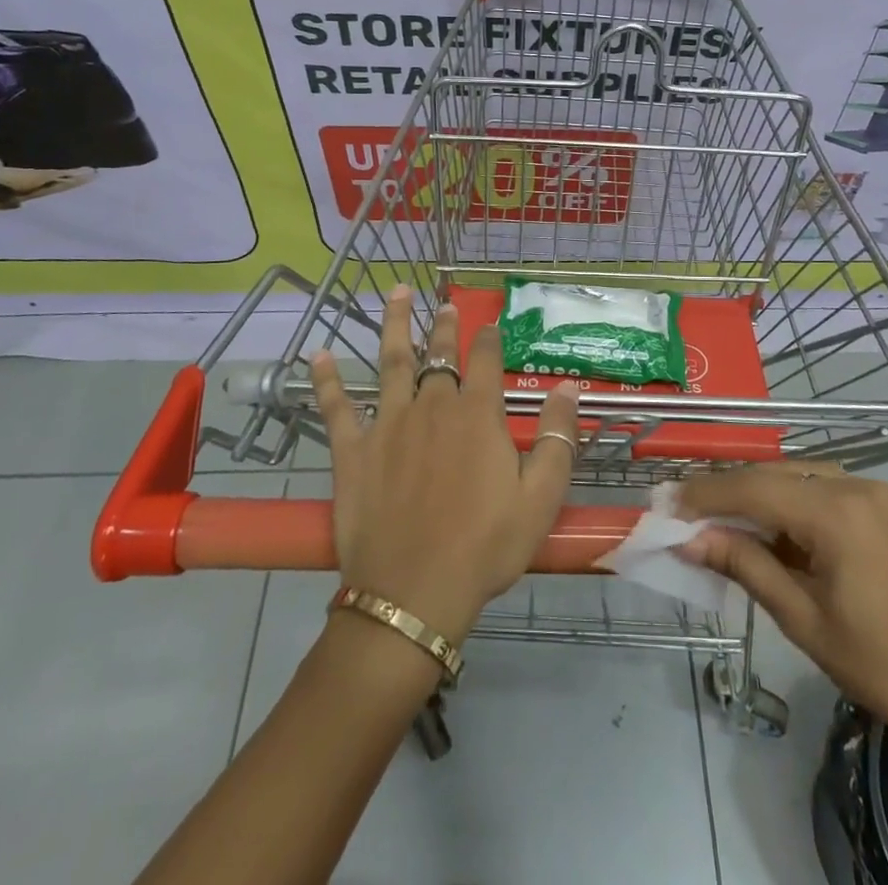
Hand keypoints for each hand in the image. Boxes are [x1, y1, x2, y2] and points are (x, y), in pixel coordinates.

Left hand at [310, 287, 580, 644]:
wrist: (414, 593)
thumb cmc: (485, 546)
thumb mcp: (541, 496)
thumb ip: (557, 437)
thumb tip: (568, 386)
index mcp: (476, 414)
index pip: (485, 360)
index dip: (489, 338)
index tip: (491, 323)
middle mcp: (432, 406)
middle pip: (439, 355)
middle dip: (444, 327)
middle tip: (445, 304)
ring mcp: (387, 425)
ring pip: (392, 363)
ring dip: (394, 326)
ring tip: (396, 295)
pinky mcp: (352, 452)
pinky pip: (336, 408)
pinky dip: (326, 380)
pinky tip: (318, 355)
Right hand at [674, 467, 887, 751]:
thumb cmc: (881, 665)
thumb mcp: (802, 618)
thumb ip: (745, 565)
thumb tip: (689, 540)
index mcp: (838, 511)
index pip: (755, 487)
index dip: (707, 493)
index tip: (667, 503)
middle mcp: (857, 486)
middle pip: (775, 474)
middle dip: (729, 492)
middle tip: (687, 514)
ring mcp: (876, 494)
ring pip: (798, 477)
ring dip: (758, 496)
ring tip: (720, 522)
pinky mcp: (885, 508)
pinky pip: (823, 490)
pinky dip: (790, 504)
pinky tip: (771, 531)